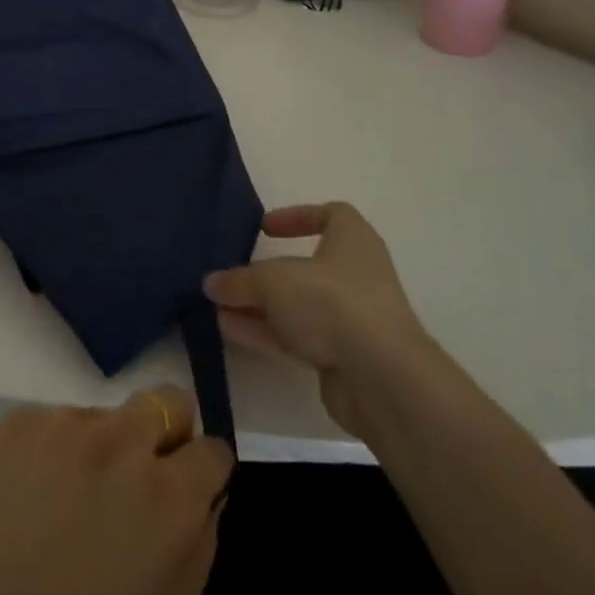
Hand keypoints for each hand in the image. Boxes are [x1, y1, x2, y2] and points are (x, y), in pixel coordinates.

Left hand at [0, 387, 232, 594]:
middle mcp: (125, 442)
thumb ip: (199, 546)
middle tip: (137, 477)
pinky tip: (33, 495)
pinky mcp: (22, 420)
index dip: (203, 471)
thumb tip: (203, 497)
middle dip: (164, 434)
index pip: (213, 447)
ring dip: (102, 447)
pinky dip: (54, 450)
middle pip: (167, 400)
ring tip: (69, 499)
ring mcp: (68, 423)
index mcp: (171, 496)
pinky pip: (56, 422)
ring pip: (106, 415)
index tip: (189, 486)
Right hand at [204, 202, 429, 437]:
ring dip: (260, 306)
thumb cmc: (333, 303)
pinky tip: (231, 331)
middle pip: (307, 267)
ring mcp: (353, 319)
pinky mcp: (345, 357)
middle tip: (232, 276)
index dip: (298, 216)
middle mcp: (357, 276)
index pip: (332, 214)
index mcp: (353, 241)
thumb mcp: (274, 281)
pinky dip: (267, 332)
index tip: (265, 228)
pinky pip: (299, 337)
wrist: (382, 379)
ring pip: (299, 306)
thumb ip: (240, 280)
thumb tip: (211, 283)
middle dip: (267, 273)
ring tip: (218, 307)